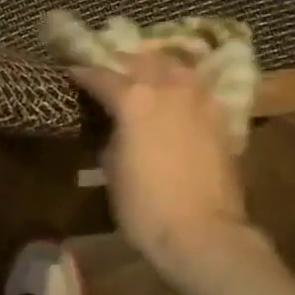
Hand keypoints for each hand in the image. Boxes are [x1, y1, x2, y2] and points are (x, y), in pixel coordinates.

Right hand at [73, 51, 273, 292]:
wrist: (203, 233)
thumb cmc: (145, 206)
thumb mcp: (112, 168)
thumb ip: (113, 134)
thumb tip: (118, 126)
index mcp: (134, 99)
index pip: (102, 76)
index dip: (84, 74)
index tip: (73, 72)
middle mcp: (168, 89)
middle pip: (144, 61)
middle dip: (125, 63)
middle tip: (114, 72)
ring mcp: (199, 101)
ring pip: (177, 69)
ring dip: (159, 69)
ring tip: (149, 79)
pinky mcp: (221, 119)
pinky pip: (198, 91)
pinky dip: (184, 91)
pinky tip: (178, 102)